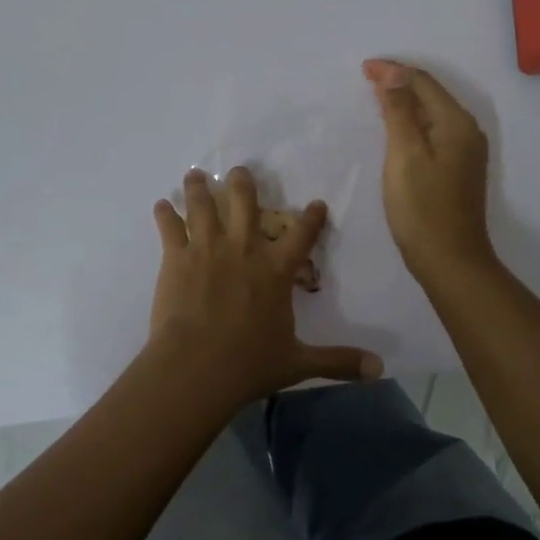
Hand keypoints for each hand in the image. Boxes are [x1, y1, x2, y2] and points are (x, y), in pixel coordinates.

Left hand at [145, 167, 381, 411]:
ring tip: (195, 173)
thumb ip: (337, 361)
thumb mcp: (298, 363)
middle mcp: (243, 249)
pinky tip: (161, 204)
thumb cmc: (249, 364)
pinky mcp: (176, 258)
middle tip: (239, 170)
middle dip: (242, 183)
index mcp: (276, 270)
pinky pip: (170, 227)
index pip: (302, 235)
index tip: (317, 203)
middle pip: (244, 202)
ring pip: (203, 205)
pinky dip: (165, 214)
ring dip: (199, 187)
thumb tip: (379, 369)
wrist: (196, 368)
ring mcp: (207, 249)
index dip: (312, 218)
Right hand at [363, 59, 494, 279]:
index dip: (393, 71)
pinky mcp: (457, 168)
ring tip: (375, 96)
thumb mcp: (404, 154)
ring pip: (431, 112)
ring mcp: (464, 151)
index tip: (362, 68)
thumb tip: (392, 72)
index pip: (423, 82)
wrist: (450, 261)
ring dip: (405, 101)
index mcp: (457, 123)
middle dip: (399, 81)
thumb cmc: (422, 208)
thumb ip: (398, 110)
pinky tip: (395, 128)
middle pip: (430, 94)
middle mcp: (467, 131)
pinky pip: (432, 131)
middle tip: (365, 78)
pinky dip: (412, 122)